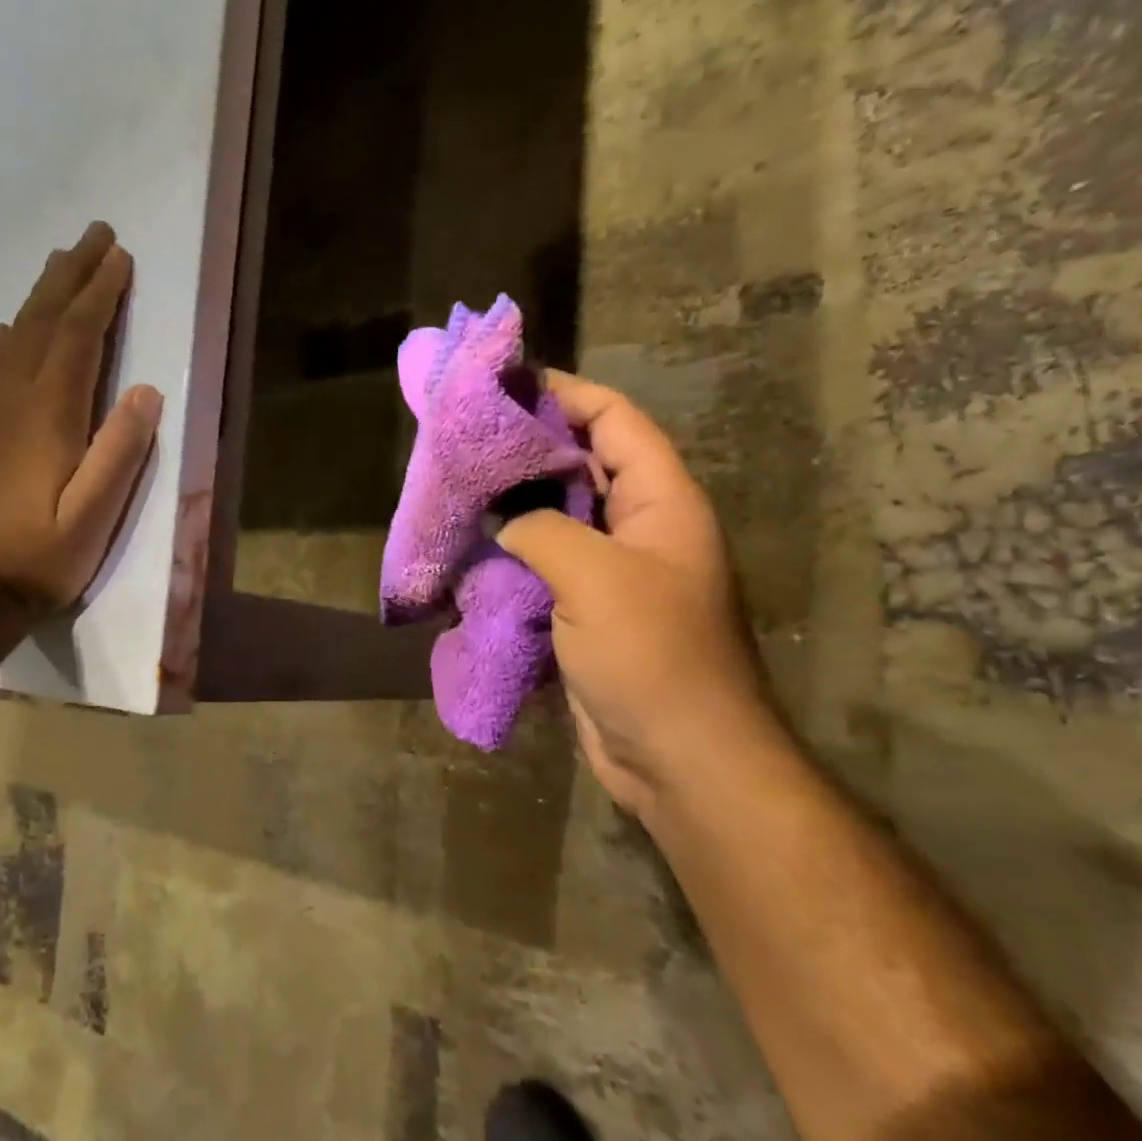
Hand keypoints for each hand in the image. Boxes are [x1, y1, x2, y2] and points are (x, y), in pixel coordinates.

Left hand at [0, 222, 162, 614]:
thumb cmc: (39, 555)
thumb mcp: (93, 514)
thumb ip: (119, 452)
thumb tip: (145, 392)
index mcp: (48, 415)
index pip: (77, 338)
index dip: (99, 294)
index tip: (120, 256)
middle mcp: (16, 400)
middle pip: (44, 322)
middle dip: (71, 276)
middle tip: (93, 234)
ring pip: (19, 336)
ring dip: (43, 295)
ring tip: (60, 263)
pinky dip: (12, 335)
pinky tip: (12, 326)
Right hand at [498, 373, 778, 817]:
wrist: (680, 757)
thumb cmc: (651, 656)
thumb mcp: (595, 578)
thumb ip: (542, 529)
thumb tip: (507, 523)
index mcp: (662, 503)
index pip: (615, 421)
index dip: (565, 393)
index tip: (505, 383)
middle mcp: (641, 528)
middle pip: (584, 465)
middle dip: (529, 447)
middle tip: (467, 438)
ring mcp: (615, 573)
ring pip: (560, 518)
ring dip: (516, 505)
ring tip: (461, 488)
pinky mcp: (589, 613)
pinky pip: (547, 567)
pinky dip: (513, 556)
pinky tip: (473, 551)